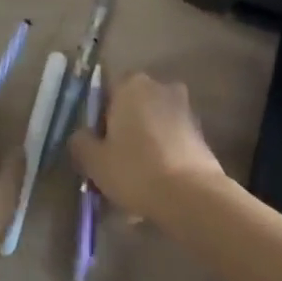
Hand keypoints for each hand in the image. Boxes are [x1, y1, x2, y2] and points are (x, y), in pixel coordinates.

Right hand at [70, 73, 224, 223]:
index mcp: (131, 84)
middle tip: (113, 164)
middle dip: (123, 132)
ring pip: (152, 126)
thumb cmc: (135, 170)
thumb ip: (81, 142)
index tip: (96, 146)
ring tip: (134, 183)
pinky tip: (155, 186)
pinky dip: (162, 157)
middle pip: (132, 108)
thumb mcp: (94, 161)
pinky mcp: (200, 132)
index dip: (98, 120)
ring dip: (143, 146)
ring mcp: (184, 108)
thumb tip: (82, 136)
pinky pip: (170, 141)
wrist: (192, 195)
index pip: (106, 93)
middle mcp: (159, 87)